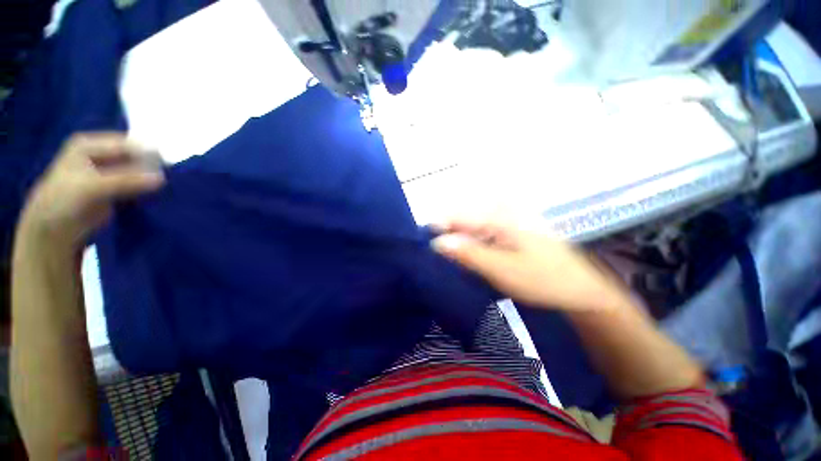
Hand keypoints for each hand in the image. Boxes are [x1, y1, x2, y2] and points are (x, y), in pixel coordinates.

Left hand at [18, 132, 164, 253]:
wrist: (52, 232)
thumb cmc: (63, 203)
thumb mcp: (92, 188)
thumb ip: (126, 180)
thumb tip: (163, 178)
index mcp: (89, 144)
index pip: (127, 144)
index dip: (148, 155)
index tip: (169, 170)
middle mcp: (99, 154)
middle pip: (133, 157)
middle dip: (151, 168)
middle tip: (170, 182)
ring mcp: (106, 172)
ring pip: (137, 172)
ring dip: (151, 181)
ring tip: (167, 190)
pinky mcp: (114, 188)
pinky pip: (136, 185)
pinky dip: (147, 190)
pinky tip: (158, 196)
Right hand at [431, 218, 626, 312]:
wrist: (580, 291)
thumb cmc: (542, 279)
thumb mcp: (501, 269)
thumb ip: (468, 254)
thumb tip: (438, 242)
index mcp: (499, 218)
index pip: (458, 216)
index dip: (438, 228)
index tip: (425, 245)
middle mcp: (500, 216)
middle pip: (463, 222)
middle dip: (447, 238)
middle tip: (437, 258)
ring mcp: (506, 226)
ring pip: (471, 231)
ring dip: (459, 245)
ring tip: (449, 262)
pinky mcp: (509, 237)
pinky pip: (482, 239)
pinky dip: (471, 249)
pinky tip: (468, 262)